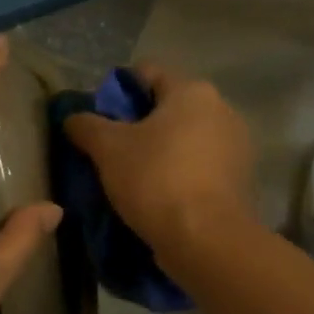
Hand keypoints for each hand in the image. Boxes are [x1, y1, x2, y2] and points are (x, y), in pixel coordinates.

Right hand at [62, 64, 255, 262]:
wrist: (207, 240)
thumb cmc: (156, 180)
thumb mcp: (108, 149)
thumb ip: (86, 125)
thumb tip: (72, 117)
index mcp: (193, 91)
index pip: (147, 73)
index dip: (117, 91)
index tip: (98, 118)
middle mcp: (222, 110)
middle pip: (170, 108)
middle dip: (140, 126)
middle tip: (111, 151)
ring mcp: (237, 148)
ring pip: (187, 141)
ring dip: (162, 153)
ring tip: (133, 178)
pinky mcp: (241, 181)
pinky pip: (202, 168)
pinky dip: (181, 176)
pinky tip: (161, 196)